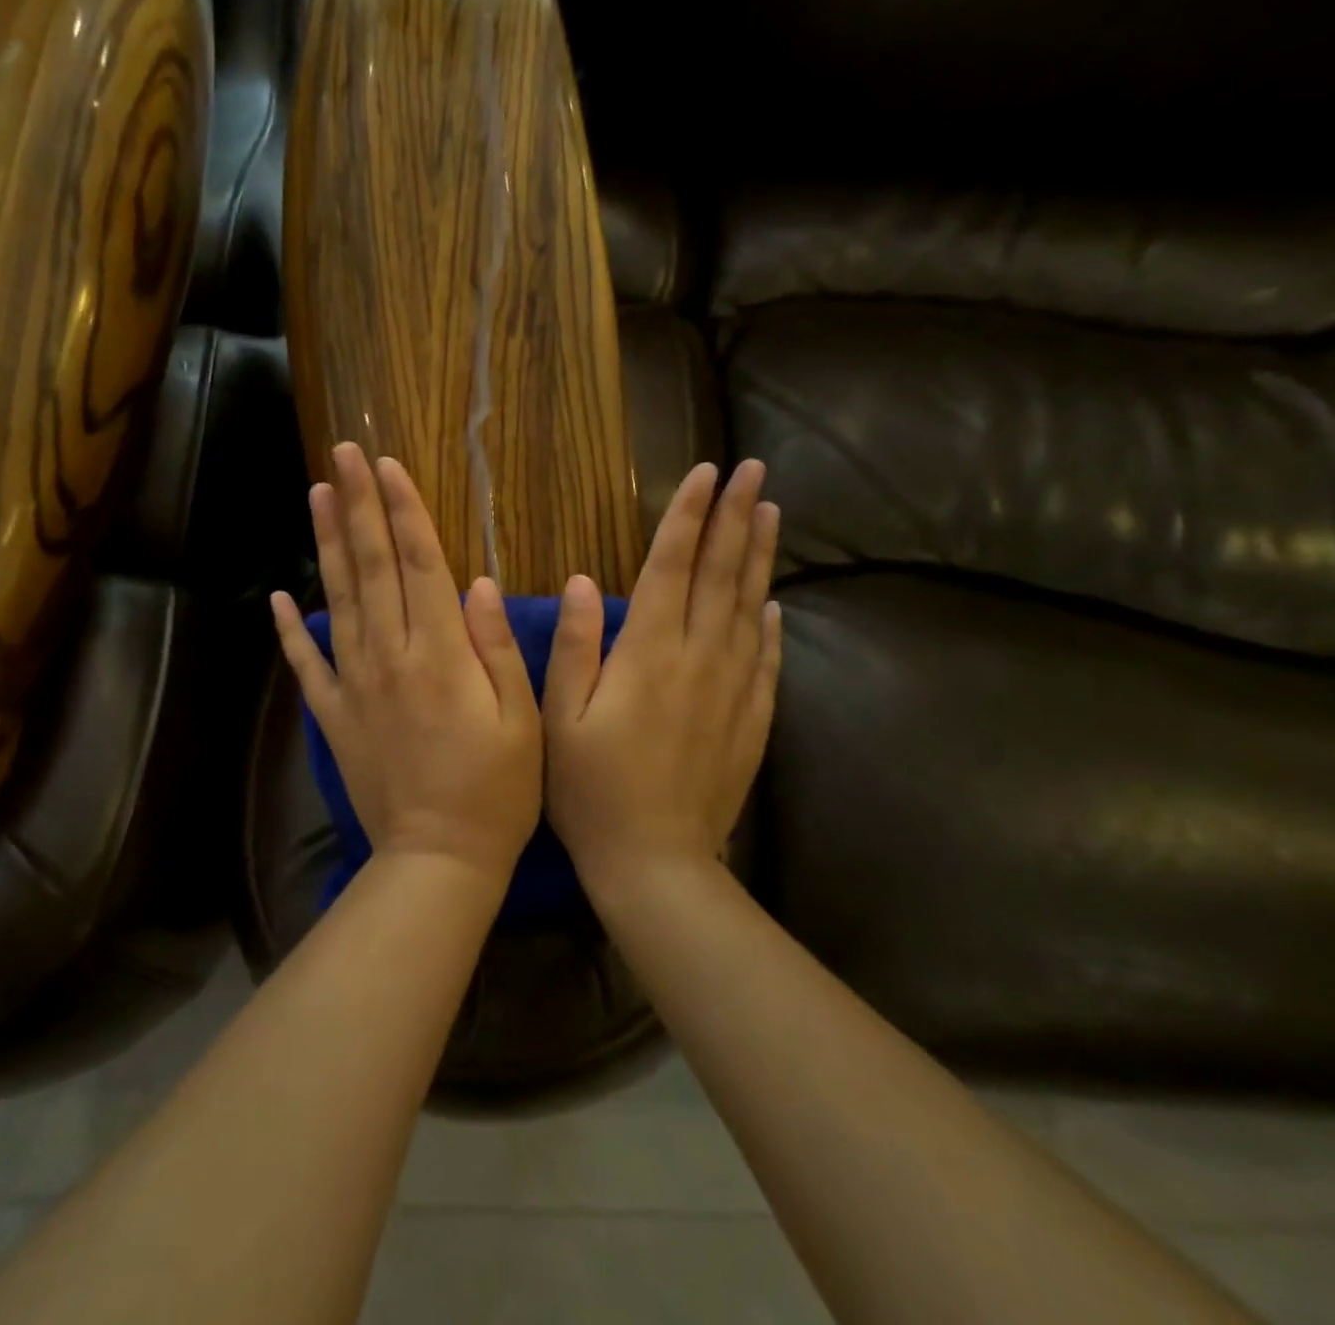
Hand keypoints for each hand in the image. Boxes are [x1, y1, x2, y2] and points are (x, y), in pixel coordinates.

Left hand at [271, 444, 542, 883]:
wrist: (438, 859)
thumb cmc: (497, 791)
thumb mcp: (522, 719)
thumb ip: (496, 647)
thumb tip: (478, 582)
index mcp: (440, 654)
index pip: (419, 564)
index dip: (403, 510)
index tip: (386, 464)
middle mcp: (390, 657)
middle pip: (372, 568)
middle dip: (359, 506)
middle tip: (342, 454)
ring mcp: (355, 686)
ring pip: (338, 601)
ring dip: (328, 545)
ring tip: (317, 496)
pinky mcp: (334, 716)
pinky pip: (307, 666)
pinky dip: (290, 630)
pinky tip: (280, 596)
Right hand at [543, 460, 781, 893]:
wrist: (656, 861)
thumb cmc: (591, 789)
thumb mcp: (561, 718)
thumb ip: (574, 646)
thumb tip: (581, 580)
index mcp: (648, 653)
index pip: (671, 566)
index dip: (687, 516)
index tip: (706, 473)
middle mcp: (698, 659)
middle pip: (720, 575)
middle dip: (735, 518)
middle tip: (755, 472)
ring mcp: (732, 689)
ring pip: (749, 607)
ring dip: (759, 557)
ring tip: (770, 513)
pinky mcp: (750, 721)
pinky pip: (765, 659)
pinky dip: (770, 624)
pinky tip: (773, 602)